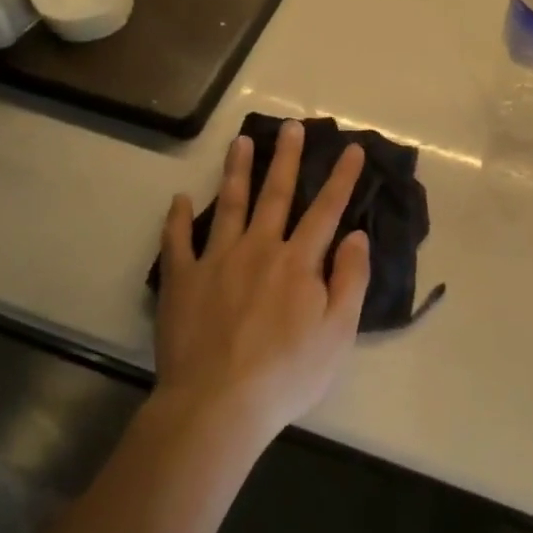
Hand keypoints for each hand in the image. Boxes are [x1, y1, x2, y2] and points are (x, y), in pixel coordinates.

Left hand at [152, 120, 370, 446]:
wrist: (217, 407)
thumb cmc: (286, 374)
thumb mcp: (337, 333)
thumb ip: (350, 279)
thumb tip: (356, 234)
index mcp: (298, 261)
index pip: (326, 209)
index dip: (341, 177)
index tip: (351, 147)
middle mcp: (259, 248)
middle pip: (276, 193)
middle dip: (286, 157)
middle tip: (291, 125)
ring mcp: (217, 260)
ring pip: (229, 204)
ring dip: (236, 170)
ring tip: (240, 141)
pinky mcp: (183, 281)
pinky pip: (177, 242)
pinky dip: (176, 219)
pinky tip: (178, 198)